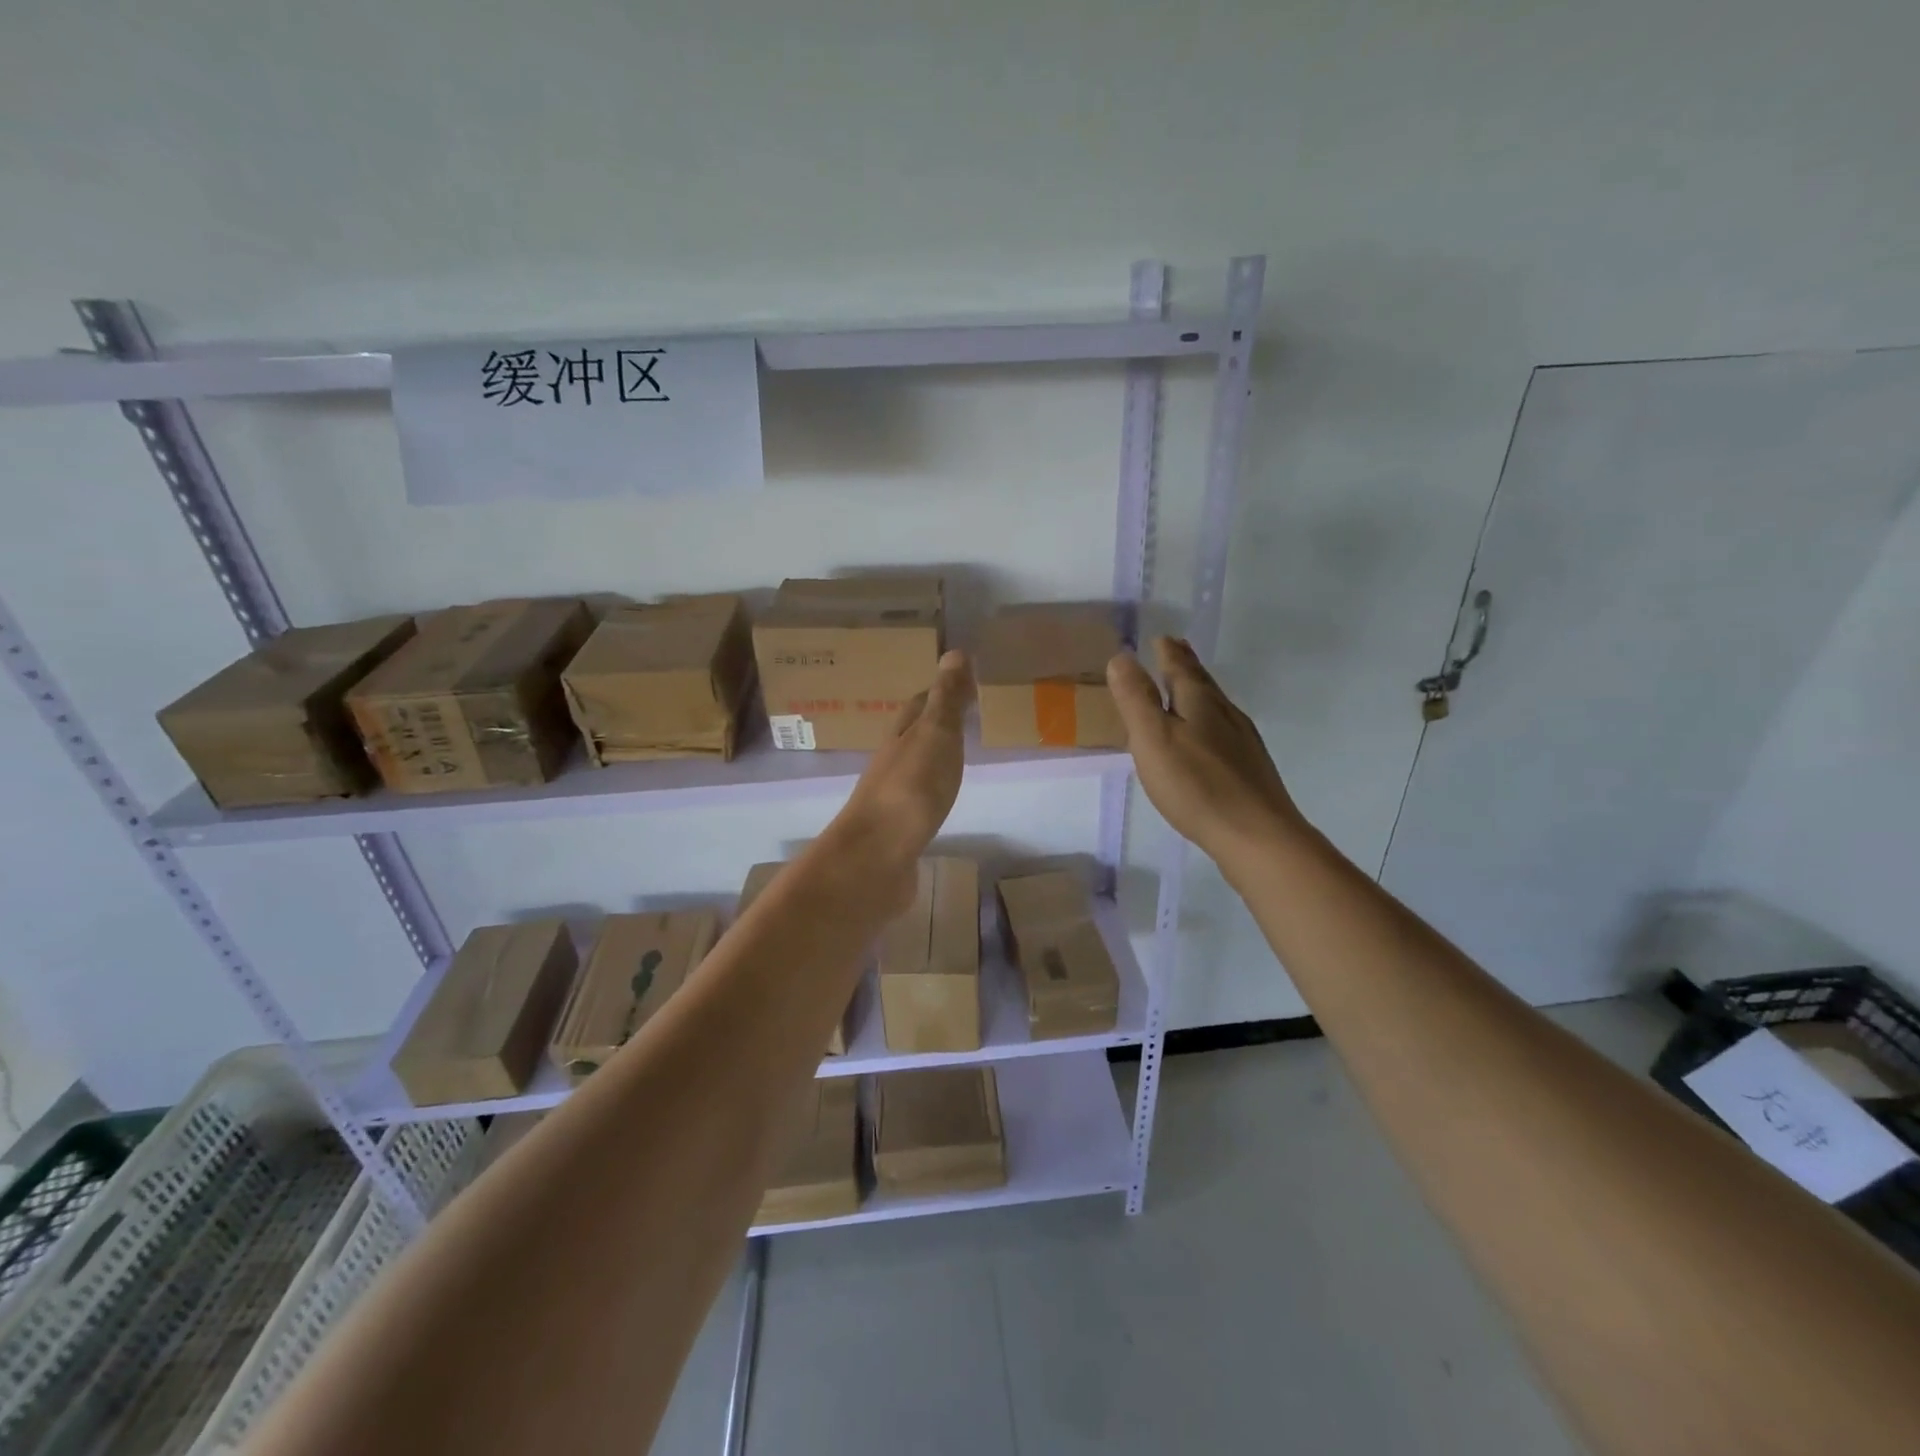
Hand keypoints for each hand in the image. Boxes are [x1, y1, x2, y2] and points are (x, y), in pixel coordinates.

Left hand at [825, 650, 973, 910]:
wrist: (876, 857)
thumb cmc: (910, 789)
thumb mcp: (935, 735)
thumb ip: (947, 699)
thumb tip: (955, 652)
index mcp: (901, 735)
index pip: (920, 704)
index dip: (941, 692)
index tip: (965, 684)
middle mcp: (892, 761)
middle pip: (914, 734)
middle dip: (936, 723)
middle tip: (967, 717)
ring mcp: (893, 797)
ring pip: (915, 766)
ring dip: (933, 757)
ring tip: (958, 755)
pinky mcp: (898, 829)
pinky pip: (919, 800)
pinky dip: (932, 791)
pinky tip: (942, 800)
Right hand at [1107, 637, 1303, 866]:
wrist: (1255, 835)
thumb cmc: (1196, 785)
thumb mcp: (1153, 738)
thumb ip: (1136, 699)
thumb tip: (1121, 657)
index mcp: (1200, 703)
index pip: (1180, 668)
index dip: (1169, 653)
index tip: (1162, 638)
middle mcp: (1225, 714)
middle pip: (1203, 683)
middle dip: (1187, 665)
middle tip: (1177, 649)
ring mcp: (1243, 742)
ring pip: (1216, 706)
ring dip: (1199, 692)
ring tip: (1188, 687)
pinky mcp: (1250, 769)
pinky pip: (1224, 731)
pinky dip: (1210, 721)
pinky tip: (1209, 738)